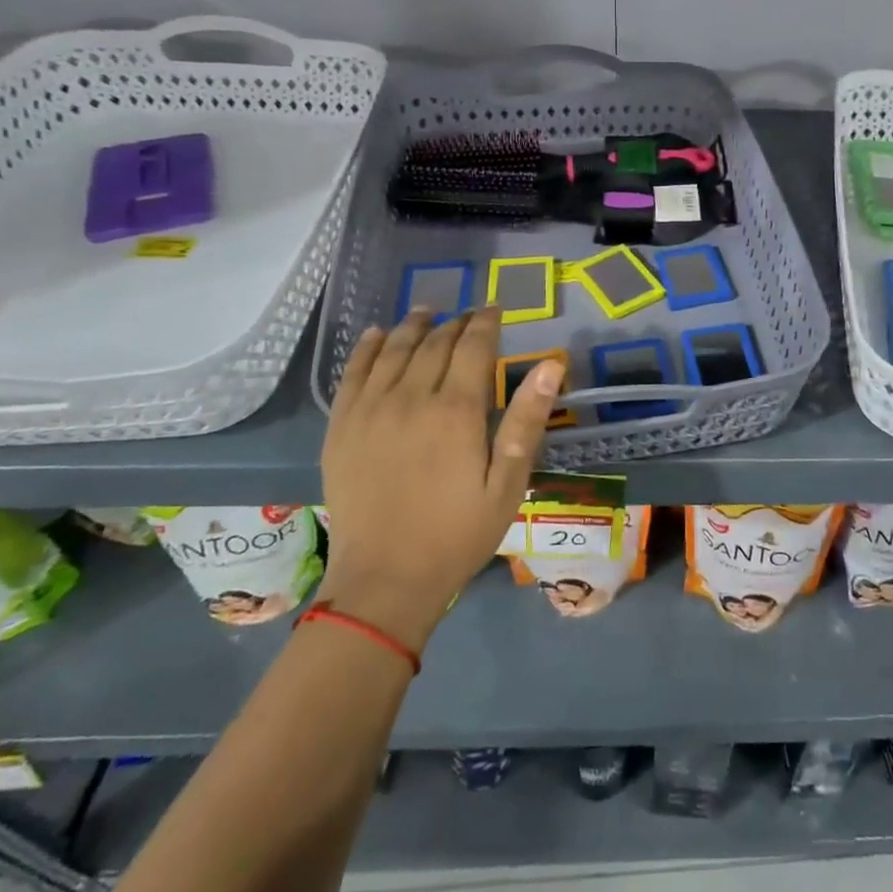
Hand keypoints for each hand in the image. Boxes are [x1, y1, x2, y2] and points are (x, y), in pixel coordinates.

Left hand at [316, 306, 561, 650]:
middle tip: (467, 316)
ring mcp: (370, 410)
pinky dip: (366, 348)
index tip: (494, 310)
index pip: (473, 346)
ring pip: (393, 350)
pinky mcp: (341, 427)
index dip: (486, 323)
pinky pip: (353, 373)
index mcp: (456, 410)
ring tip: (426, 312)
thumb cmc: (457, 533)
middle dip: (455, 323)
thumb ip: (527, 420)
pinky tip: (376, 334)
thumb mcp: (507, 483)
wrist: (384, 581)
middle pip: (435, 343)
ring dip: (413, 326)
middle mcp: (411, 398)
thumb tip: (551, 364)